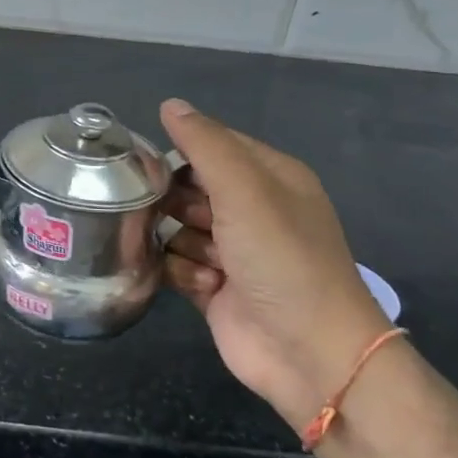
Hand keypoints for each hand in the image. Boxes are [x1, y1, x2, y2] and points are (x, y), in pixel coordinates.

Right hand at [158, 99, 391, 430]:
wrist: (310, 353)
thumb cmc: (282, 260)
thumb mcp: (245, 191)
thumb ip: (205, 145)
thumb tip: (170, 104)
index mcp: (269, 177)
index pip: (211, 144)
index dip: (179, 150)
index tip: (147, 163)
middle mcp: (251, 209)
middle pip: (187, 186)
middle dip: (174, 200)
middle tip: (176, 214)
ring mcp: (233, 249)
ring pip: (176, 226)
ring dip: (182, 242)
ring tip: (207, 260)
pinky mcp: (215, 285)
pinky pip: (177, 263)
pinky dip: (185, 272)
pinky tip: (206, 285)